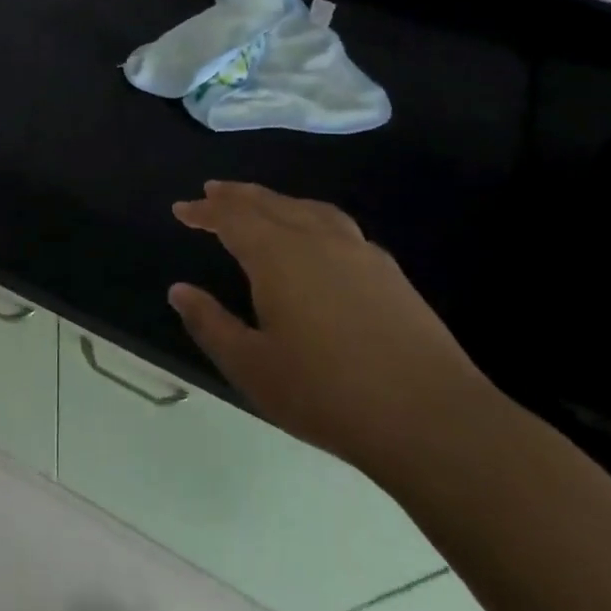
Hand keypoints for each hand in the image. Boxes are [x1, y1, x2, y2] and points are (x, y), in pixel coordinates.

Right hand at [169, 182, 484, 472]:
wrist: (431, 419)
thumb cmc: (327, 394)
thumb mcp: (251, 366)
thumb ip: (210, 323)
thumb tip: (179, 290)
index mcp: (277, 256)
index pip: (232, 218)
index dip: (204, 211)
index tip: (182, 209)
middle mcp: (316, 239)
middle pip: (269, 203)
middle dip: (236, 196)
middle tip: (212, 192)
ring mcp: (358, 251)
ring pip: (306, 208)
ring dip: (275, 201)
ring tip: (259, 203)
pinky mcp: (388, 271)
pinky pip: (336, 224)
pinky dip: (309, 216)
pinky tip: (315, 237)